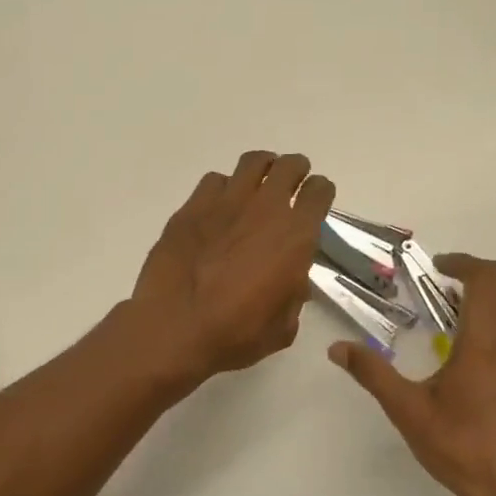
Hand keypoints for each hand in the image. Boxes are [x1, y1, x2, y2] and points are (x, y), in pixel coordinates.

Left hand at [129, 150, 333, 384]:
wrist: (175, 326)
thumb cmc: (236, 333)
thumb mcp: (283, 326)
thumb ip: (294, 295)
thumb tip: (292, 282)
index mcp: (296, 235)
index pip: (320, 191)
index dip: (320, 193)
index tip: (315, 200)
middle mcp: (265, 208)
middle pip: (288, 166)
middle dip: (295, 171)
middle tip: (291, 183)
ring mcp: (226, 202)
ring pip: (252, 162)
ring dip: (262, 168)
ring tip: (258, 183)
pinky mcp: (192, 207)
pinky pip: (214, 180)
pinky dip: (223, 187)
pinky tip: (219, 205)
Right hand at [330, 254, 495, 495]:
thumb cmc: (463, 449)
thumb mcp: (409, 412)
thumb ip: (373, 373)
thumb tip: (336, 347)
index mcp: (485, 341)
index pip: (485, 278)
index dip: (463, 263)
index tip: (441, 268)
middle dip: (492, 272)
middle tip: (463, 285)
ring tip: (494, 305)